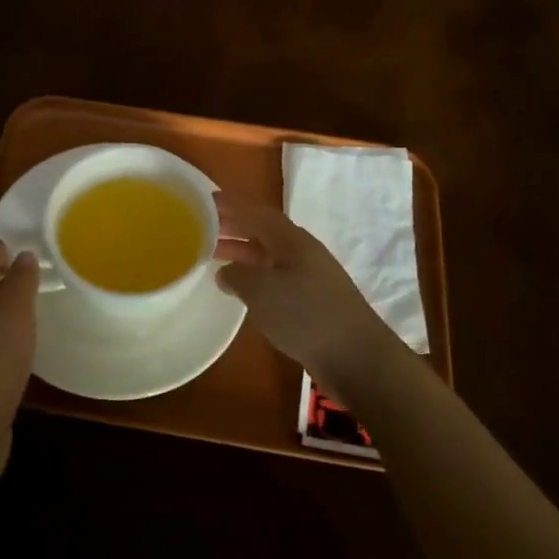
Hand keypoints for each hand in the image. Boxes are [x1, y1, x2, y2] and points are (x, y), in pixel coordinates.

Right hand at [214, 192, 400, 403]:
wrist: (358, 358)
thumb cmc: (307, 316)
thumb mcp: (262, 291)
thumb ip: (238, 275)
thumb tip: (226, 272)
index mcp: (292, 240)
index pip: (256, 212)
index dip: (230, 205)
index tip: (203, 200)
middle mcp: (302, 252)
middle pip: (263, 231)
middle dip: (233, 227)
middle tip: (200, 227)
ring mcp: (310, 277)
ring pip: (268, 255)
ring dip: (241, 252)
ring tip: (212, 256)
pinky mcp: (312, 302)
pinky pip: (276, 278)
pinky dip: (254, 276)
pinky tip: (241, 290)